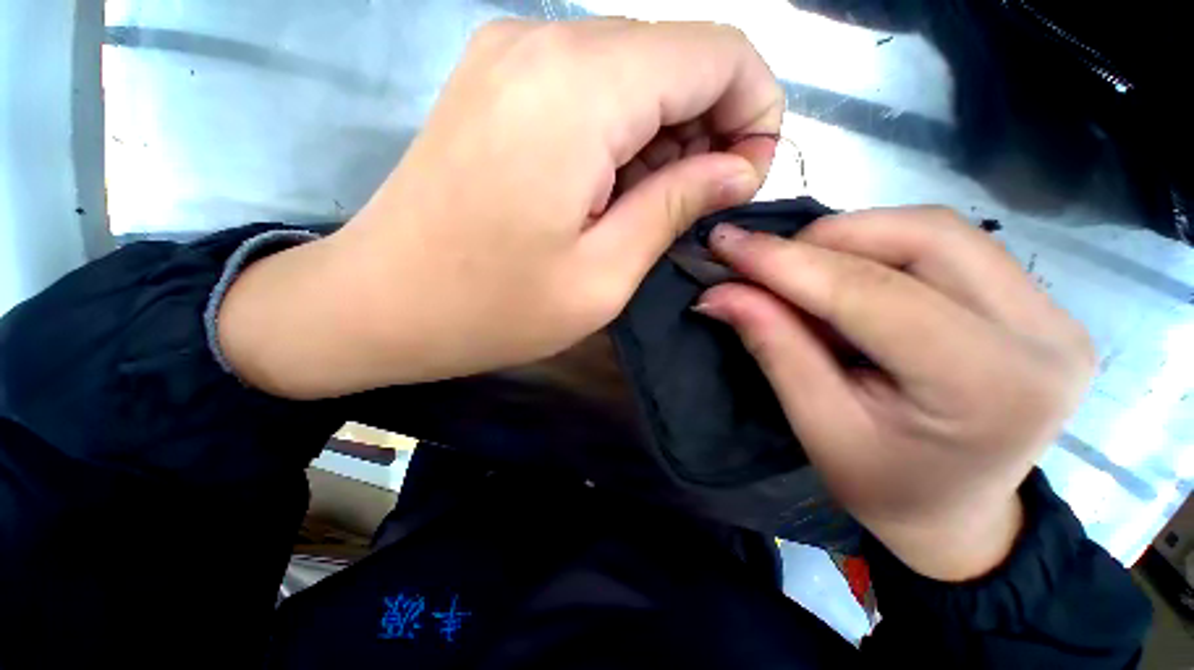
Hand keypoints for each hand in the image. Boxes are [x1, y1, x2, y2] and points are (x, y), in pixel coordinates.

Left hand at [219, 18, 782, 398]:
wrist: (379, 303)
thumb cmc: (492, 308)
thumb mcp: (603, 276)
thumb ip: (678, 207)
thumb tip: (738, 171)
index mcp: (580, 89)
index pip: (720, 54)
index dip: (754, 114)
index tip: (740, 184)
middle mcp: (547, 43)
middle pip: (679, 58)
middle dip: (709, 130)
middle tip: (691, 209)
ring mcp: (513, 56)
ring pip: (637, 74)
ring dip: (664, 138)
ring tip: (644, 211)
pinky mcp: (498, 84)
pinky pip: (593, 90)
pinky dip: (623, 136)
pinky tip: (606, 194)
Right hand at [695, 207, 1095, 580]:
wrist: (956, 514)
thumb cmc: (883, 485)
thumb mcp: (817, 424)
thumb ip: (772, 345)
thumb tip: (719, 292)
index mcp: (989, 385)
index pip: (873, 292)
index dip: (786, 261)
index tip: (726, 244)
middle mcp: (1041, 332)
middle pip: (921, 235)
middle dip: (824, 240)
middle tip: (765, 263)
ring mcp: (1051, 310)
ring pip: (934, 229)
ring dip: (849, 239)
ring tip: (800, 272)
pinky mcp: (1039, 302)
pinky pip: (947, 244)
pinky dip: (878, 248)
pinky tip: (844, 276)